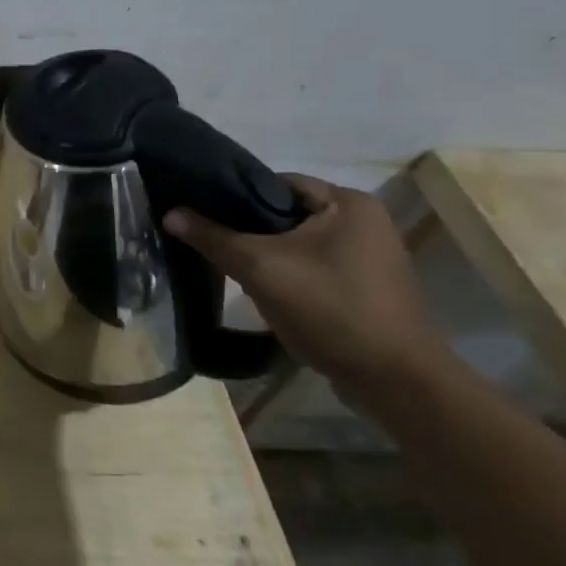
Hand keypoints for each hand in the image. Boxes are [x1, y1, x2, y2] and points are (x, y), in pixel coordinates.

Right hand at [164, 176, 445, 390]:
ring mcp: (370, 255)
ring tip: (233, 269)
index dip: (233, 196)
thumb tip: (170, 213)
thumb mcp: (260, 268)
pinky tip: (267, 292)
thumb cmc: (330, 309)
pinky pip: (315, 266)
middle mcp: (365, 220)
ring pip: (298, 242)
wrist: (395, 382)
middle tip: (212, 244)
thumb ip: (213, 237)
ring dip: (267, 255)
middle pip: (286, 213)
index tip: (201, 214)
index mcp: (348, 202)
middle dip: (248, 230)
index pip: (275, 183)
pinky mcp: (367, 286)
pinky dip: (289, 274)